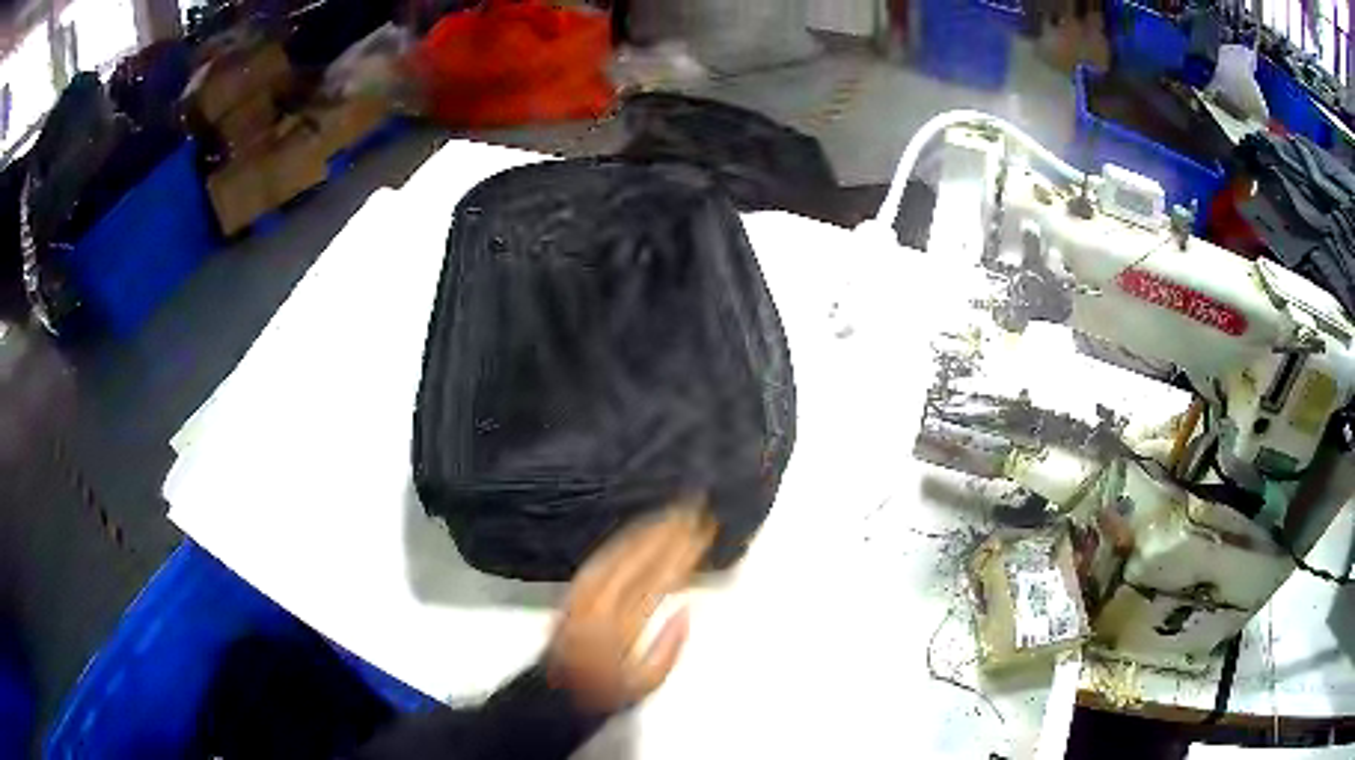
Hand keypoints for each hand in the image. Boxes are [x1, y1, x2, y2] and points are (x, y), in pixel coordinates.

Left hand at [546, 498, 715, 713]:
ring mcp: (583, 592)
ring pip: (617, 552)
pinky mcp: (574, 590)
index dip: (682, 554)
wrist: (556, 690)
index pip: (658, 581)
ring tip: (670, 513)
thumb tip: (687, 609)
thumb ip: (669, 649)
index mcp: (621, 626)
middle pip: (638, 559)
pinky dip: (622, 540)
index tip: (703, 533)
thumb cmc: (606, 691)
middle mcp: (600, 602)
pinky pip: (601, 557)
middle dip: (667, 532)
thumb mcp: (645, 685)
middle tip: (693, 510)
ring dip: (646, 530)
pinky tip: (636, 532)